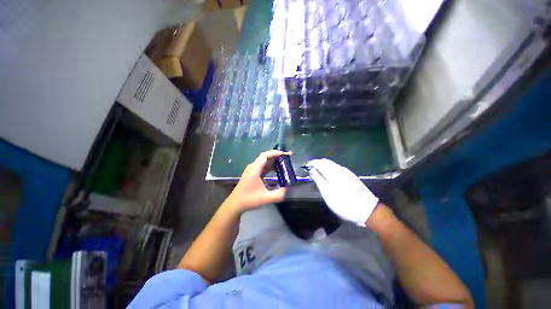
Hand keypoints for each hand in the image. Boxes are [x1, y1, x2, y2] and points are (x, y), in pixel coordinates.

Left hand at [227, 150, 289, 212]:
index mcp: (254, 170)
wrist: (235, 204)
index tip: (284, 154)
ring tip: (283, 163)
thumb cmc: (249, 200)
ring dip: (273, 161)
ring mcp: (251, 170)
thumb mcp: (266, 198)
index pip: (265, 155)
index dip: (275, 153)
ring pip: (263, 162)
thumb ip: (279, 194)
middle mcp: (252, 167)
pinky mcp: (251, 174)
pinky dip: (269, 166)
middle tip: (286, 158)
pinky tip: (276, 170)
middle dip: (276, 156)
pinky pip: (261, 166)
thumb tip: (288, 188)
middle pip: (265, 157)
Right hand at [307, 158, 378, 226]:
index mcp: (333, 173)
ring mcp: (347, 172)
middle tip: (312, 170)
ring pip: (332, 164)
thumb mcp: (328, 195)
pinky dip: (330, 169)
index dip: (312, 163)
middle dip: (318, 163)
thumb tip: (312, 171)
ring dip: (324, 166)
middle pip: (326, 161)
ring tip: (318, 173)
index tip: (307, 167)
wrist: (368, 210)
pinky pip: (337, 168)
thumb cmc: (344, 204)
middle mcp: (340, 169)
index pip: (320, 163)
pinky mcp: (351, 176)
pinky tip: (329, 175)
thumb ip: (319, 181)